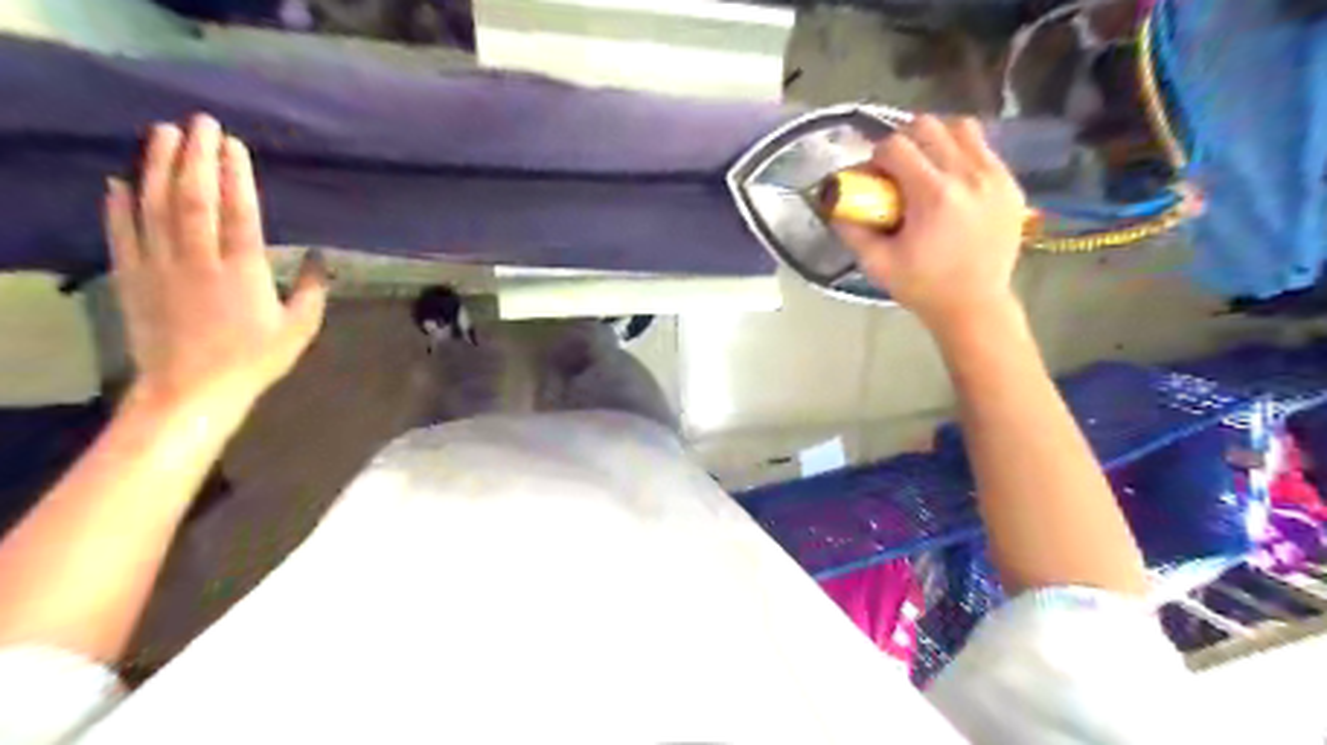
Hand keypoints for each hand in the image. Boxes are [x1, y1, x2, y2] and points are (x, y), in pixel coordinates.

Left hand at [103, 115, 328, 411]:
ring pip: (154, 206)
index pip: (239, 212)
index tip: (233, 144)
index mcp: (243, 271)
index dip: (236, 175)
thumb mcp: (300, 328)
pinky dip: (117, 205)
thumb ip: (313, 290)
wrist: (193, 390)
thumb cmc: (255, 359)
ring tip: (161, 134)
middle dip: (195, 156)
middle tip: (198, 122)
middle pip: (193, 198)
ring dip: (157, 167)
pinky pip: (121, 233)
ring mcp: (160, 266)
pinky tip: (118, 181)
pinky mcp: (132, 277)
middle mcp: (198, 260)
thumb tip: (322, 257)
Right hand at [839, 115, 1025, 332]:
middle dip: (904, 142)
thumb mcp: (876, 263)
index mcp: (933, 195)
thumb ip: (852, 229)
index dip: (876, 158)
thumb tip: (834, 204)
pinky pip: (983, 149)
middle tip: (897, 170)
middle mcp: (968, 176)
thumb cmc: (922, 287)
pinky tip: (951, 183)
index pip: (895, 146)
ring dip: (936, 140)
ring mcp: (995, 177)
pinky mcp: (1011, 184)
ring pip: (960, 127)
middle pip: (928, 126)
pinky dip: (961, 154)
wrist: (975, 305)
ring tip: (927, 168)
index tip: (874, 179)